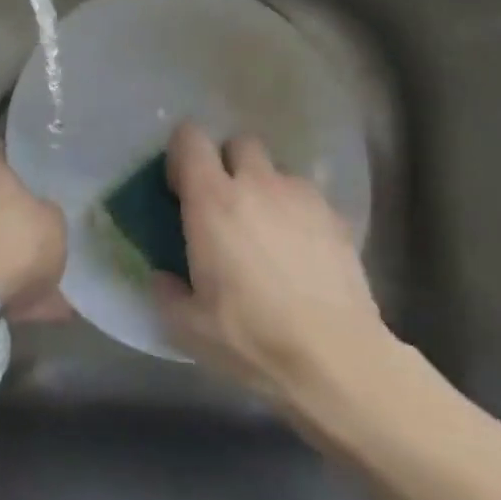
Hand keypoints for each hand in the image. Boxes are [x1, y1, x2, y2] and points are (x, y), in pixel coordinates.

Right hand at [153, 121, 390, 412]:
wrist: (337, 360)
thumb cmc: (252, 338)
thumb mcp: (189, 328)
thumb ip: (167, 292)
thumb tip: (163, 276)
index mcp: (212, 201)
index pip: (190, 139)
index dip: (181, 154)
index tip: (180, 188)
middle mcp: (257, 184)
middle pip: (239, 143)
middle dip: (228, 164)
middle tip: (224, 206)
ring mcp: (301, 196)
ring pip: (276, 170)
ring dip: (265, 189)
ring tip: (267, 234)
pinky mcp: (336, 217)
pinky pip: (306, 198)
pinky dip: (296, 213)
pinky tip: (300, 254)